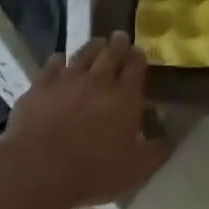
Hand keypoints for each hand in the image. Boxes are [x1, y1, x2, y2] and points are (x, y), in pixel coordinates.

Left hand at [0, 32, 172, 208]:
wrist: (38, 168)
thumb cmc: (93, 171)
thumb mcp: (136, 169)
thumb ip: (157, 151)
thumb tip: (170, 138)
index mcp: (125, 98)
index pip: (136, 68)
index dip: (139, 58)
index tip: (139, 51)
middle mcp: (97, 82)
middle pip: (110, 55)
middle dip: (118, 44)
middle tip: (120, 36)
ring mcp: (66, 81)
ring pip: (82, 55)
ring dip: (92, 47)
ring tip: (97, 42)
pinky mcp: (39, 87)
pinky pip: (51, 65)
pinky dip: (58, 60)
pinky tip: (59, 59)